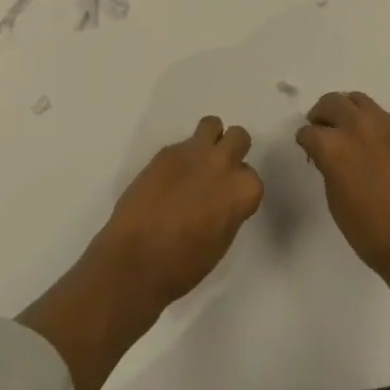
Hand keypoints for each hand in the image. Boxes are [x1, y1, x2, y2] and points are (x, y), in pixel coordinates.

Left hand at [94, 116, 263, 306]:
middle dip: (231, 151)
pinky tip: (167, 180)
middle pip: (238, 137)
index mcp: (242, 190)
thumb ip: (229, 209)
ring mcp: (194, 153)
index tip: (227, 201)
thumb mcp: (221, 241)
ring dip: (208, 140)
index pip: (252, 176)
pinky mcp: (166, 151)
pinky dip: (179, 158)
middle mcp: (223, 164)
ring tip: (195, 163)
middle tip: (216, 173)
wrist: (137, 261)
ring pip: (212, 124)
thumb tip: (222, 199)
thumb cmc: (184, 264)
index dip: (239, 188)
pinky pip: (181, 144)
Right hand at [297, 91, 389, 281]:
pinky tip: (371, 141)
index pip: (309, 132)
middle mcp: (357, 127)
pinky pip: (381, 115)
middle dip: (321, 114)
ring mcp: (385, 126)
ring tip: (345, 127)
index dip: (305, 141)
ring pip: (358, 100)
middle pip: (331, 102)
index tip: (307, 149)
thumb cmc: (371, 231)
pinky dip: (369, 121)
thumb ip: (329, 168)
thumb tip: (328, 157)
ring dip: (346, 109)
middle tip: (321, 129)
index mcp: (334, 146)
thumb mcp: (335, 202)